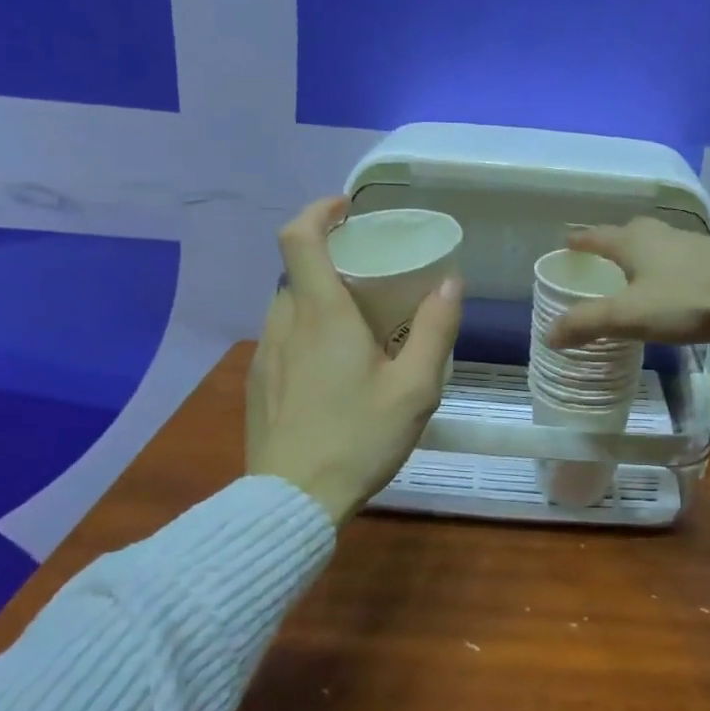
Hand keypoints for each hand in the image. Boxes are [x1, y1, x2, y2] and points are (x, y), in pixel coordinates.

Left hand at [247, 197, 463, 525]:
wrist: (292, 501)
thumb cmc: (358, 438)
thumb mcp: (415, 388)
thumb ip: (436, 329)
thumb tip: (451, 281)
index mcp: (322, 314)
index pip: (299, 237)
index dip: (319, 211)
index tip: (347, 210)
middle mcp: (284, 324)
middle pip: (298, 272)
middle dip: (332, 263)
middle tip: (373, 280)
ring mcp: (265, 355)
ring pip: (289, 307)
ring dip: (320, 301)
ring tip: (358, 328)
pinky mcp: (258, 384)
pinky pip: (282, 339)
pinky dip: (307, 334)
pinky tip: (334, 372)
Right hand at [544, 218, 709, 348]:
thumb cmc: (687, 299)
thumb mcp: (630, 315)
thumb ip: (589, 323)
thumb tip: (549, 335)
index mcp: (634, 242)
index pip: (597, 237)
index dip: (580, 241)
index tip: (566, 242)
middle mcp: (661, 235)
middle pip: (629, 233)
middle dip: (613, 242)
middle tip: (601, 257)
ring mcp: (692, 244)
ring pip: (658, 244)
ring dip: (643, 255)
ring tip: (635, 273)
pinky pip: (681, 259)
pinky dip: (668, 268)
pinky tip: (674, 285)